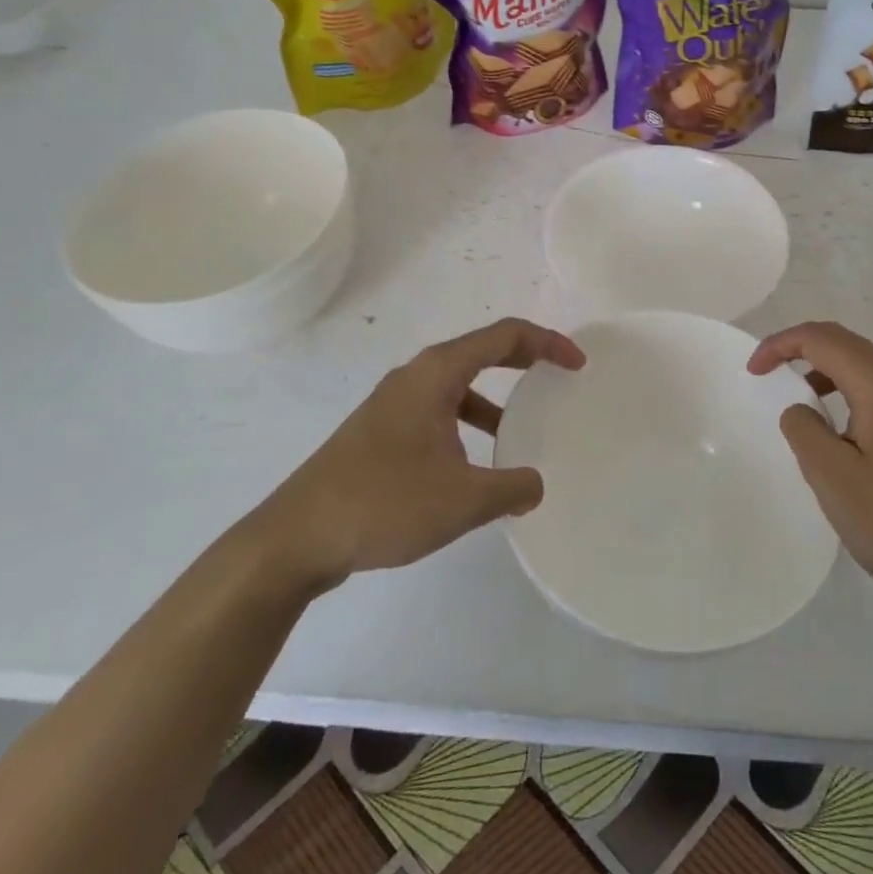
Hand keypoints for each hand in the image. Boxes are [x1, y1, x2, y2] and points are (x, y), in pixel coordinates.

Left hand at [262, 318, 584, 584]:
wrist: (295, 537)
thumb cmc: (384, 502)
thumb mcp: (462, 500)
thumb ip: (511, 488)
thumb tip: (534, 484)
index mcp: (437, 373)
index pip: (505, 335)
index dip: (548, 343)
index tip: (578, 365)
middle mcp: (416, 376)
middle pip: (482, 352)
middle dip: (524, 361)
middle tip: (558, 379)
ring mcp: (394, 403)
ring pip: (458, 386)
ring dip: (493, 400)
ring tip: (519, 432)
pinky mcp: (381, 431)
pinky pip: (438, 412)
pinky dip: (466, 425)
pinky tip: (474, 468)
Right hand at [750, 321, 872, 625]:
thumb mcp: (832, 476)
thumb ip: (803, 428)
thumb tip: (801, 409)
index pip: (820, 338)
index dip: (779, 345)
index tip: (752, 372)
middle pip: (842, 341)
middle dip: (798, 349)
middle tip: (765, 374)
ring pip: (860, 363)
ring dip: (821, 368)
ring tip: (795, 399)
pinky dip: (844, 388)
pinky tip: (834, 425)